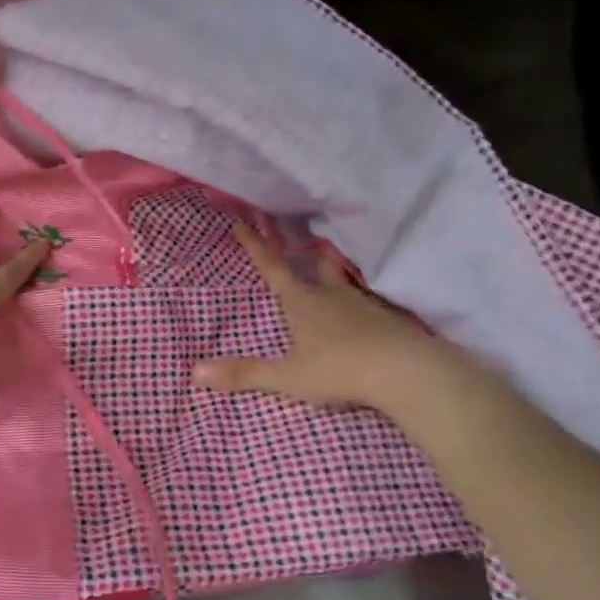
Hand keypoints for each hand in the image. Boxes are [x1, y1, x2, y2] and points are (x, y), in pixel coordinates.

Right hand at [194, 223, 458, 412]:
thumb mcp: (287, 377)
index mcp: (302, 302)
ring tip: (331, 283)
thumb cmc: (339, 369)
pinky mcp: (390, 320)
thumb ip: (244, 374)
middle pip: (317, 266)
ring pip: (345, 283)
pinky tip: (364, 319)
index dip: (256, 246)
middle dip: (305, 258)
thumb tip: (194, 372)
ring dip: (334, 279)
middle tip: (300, 253)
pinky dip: (360, 305)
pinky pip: (370, 304)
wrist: (405, 372)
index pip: (273, 267)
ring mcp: (365, 305)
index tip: (242, 223)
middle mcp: (332, 295)